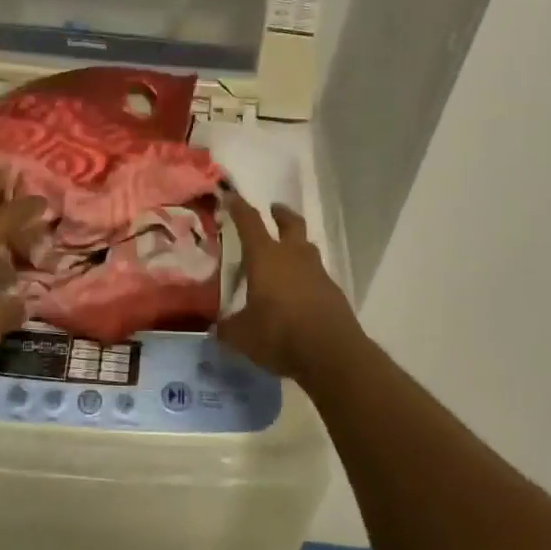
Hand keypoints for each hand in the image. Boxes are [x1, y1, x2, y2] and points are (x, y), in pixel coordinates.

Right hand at [218, 195, 361, 379]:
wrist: (331, 354)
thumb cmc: (279, 334)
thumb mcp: (242, 335)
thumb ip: (227, 328)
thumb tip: (217, 328)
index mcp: (265, 257)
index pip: (249, 222)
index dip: (239, 207)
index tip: (230, 196)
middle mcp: (293, 256)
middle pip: (290, 223)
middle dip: (280, 214)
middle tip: (273, 210)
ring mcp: (317, 272)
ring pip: (307, 247)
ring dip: (296, 243)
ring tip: (285, 253)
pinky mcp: (333, 291)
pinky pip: (316, 273)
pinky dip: (306, 274)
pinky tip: (298, 291)